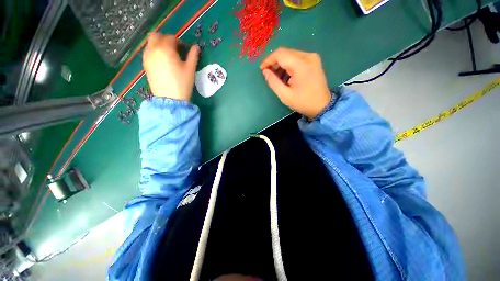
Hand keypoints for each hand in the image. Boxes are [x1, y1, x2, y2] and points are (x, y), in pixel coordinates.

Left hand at [143, 33, 199, 100]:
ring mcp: (147, 57)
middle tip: (174, 48)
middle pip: (156, 36)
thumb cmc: (182, 83)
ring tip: (168, 55)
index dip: (179, 42)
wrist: (170, 99)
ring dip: (159, 44)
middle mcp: (153, 49)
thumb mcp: (190, 70)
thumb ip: (193, 56)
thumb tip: (196, 47)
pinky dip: (154, 52)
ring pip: (150, 43)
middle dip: (166, 39)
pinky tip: (162, 61)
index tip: (185, 49)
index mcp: (165, 49)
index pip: (171, 38)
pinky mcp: (145, 65)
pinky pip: (148, 52)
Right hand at [260, 48, 330, 118]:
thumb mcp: (285, 95)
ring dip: (281, 64)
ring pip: (291, 55)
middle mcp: (308, 56)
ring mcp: (313, 57)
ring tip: (277, 77)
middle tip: (268, 74)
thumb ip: (273, 82)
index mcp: (301, 65)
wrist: (322, 106)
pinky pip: (297, 58)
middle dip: (274, 62)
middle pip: (286, 52)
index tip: (262, 69)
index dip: (268, 60)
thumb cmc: (303, 102)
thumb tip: (265, 71)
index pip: (280, 54)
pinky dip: (289, 65)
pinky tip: (286, 76)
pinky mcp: (314, 61)